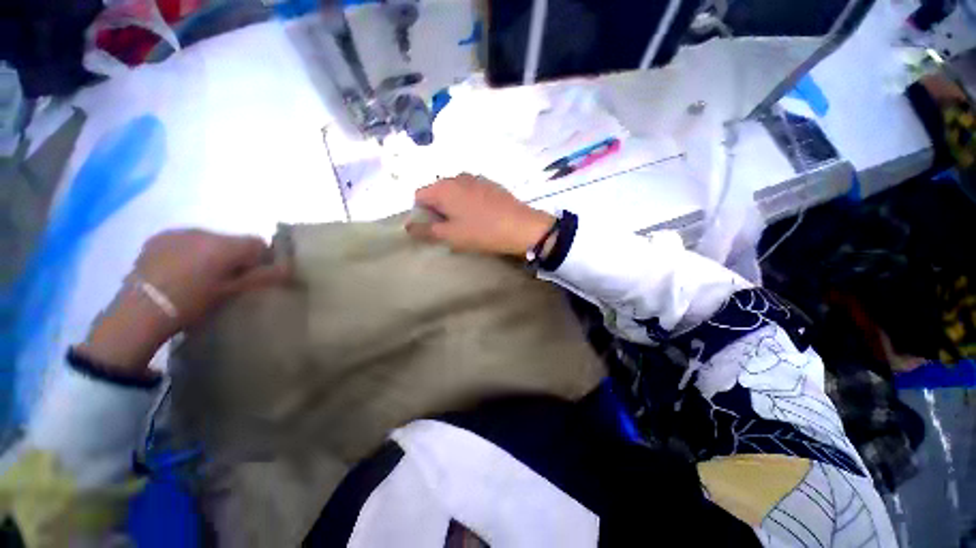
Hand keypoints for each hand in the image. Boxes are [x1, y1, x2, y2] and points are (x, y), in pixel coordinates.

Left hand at [76, 230, 290, 375]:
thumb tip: (290, 268)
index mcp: (224, 245)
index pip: (258, 243)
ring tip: (199, 277)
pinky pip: (185, 240)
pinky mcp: (158, 238)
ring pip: (209, 240)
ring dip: (211, 254)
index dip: (260, 259)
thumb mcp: (232, 292)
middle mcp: (203, 231)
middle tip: (225, 280)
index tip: (251, 276)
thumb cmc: (192, 303)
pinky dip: (189, 252)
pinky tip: (179, 271)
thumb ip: (263, 277)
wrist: (140, 312)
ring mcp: (177, 233)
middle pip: (232, 241)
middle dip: (234, 257)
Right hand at [407, 174, 555, 255]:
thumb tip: (408, 226)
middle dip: (438, 209)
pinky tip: (482, 215)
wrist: (521, 226)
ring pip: (455, 191)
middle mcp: (457, 176)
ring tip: (467, 223)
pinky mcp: (490, 183)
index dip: (421, 213)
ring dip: (454, 205)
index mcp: (443, 187)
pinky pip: (470, 191)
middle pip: (437, 191)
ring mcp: (476, 178)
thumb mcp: (451, 235)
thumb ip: (426, 230)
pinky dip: (469, 201)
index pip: (418, 195)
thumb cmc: (482, 232)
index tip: (434, 227)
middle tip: (451, 227)